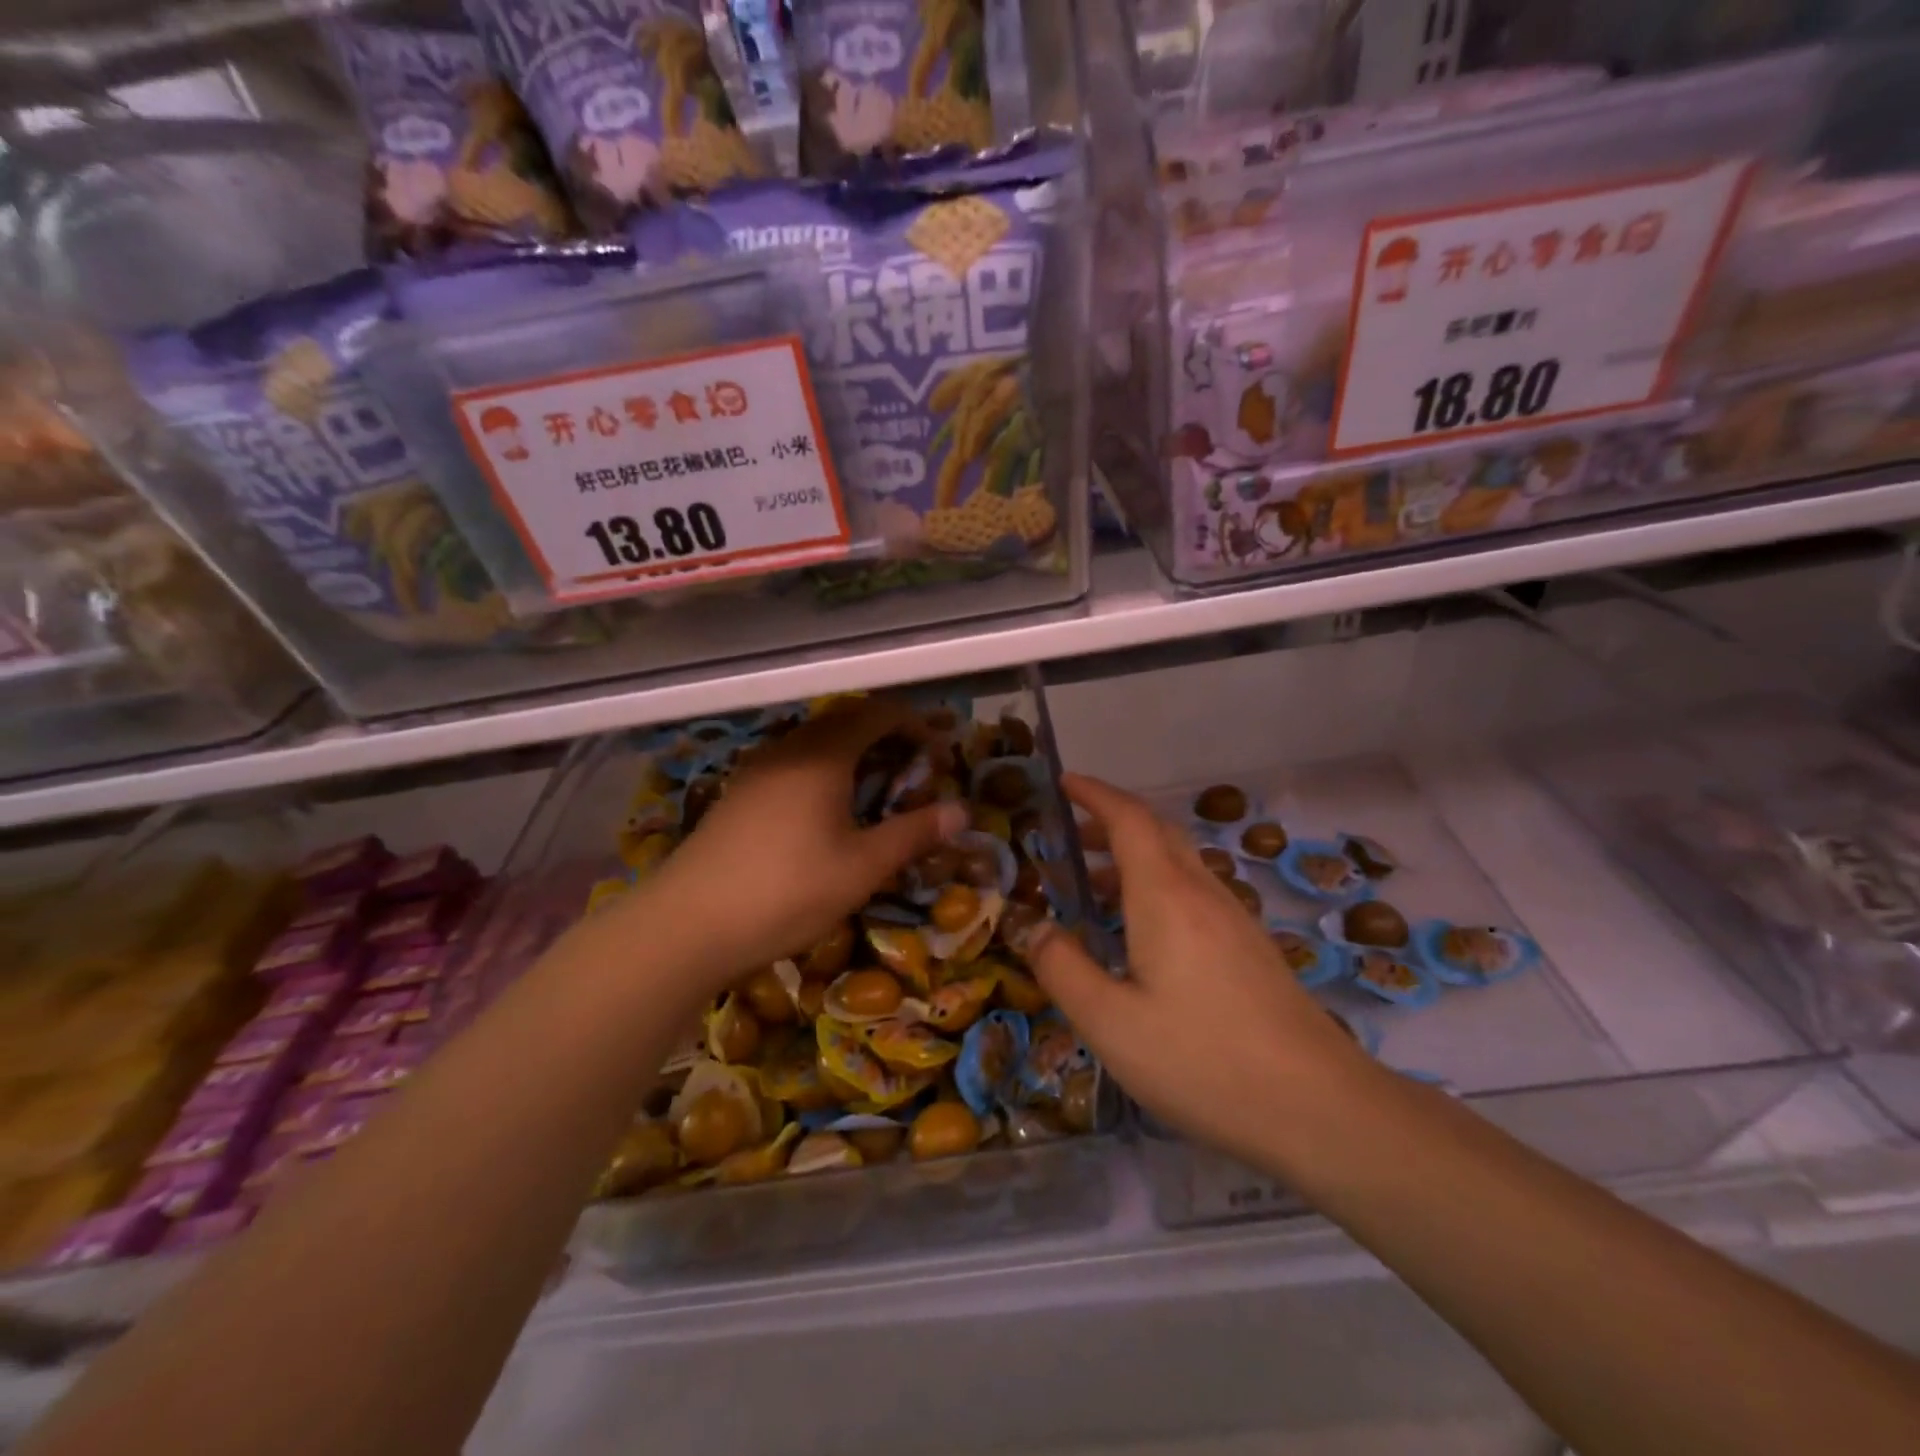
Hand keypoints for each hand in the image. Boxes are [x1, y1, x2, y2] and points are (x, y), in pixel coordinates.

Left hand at [627, 698, 967, 995]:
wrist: (686, 925)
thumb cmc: (786, 891)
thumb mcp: (862, 867)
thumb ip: (913, 833)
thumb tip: (962, 811)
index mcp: (822, 755)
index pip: (876, 713)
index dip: (914, 724)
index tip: (940, 751)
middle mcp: (788, 749)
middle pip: (844, 721)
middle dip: (885, 737)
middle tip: (914, 770)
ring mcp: (757, 770)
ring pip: (815, 743)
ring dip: (852, 754)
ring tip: (875, 791)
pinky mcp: (738, 795)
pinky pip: (792, 764)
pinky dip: (823, 772)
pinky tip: (826, 813)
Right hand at [1026, 775, 1382, 1171]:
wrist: (1320, 1108)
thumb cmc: (1202, 1060)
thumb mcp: (1110, 1023)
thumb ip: (1062, 968)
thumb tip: (1035, 926)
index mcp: (1165, 896)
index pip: (1128, 819)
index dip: (1095, 793)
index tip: (1063, 781)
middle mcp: (1202, 893)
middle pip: (1157, 831)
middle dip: (1111, 820)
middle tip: (1070, 836)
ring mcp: (1234, 919)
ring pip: (1179, 862)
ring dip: (1134, 857)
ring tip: (1094, 887)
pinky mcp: (1251, 948)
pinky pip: (1195, 893)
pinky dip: (1158, 887)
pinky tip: (1144, 935)